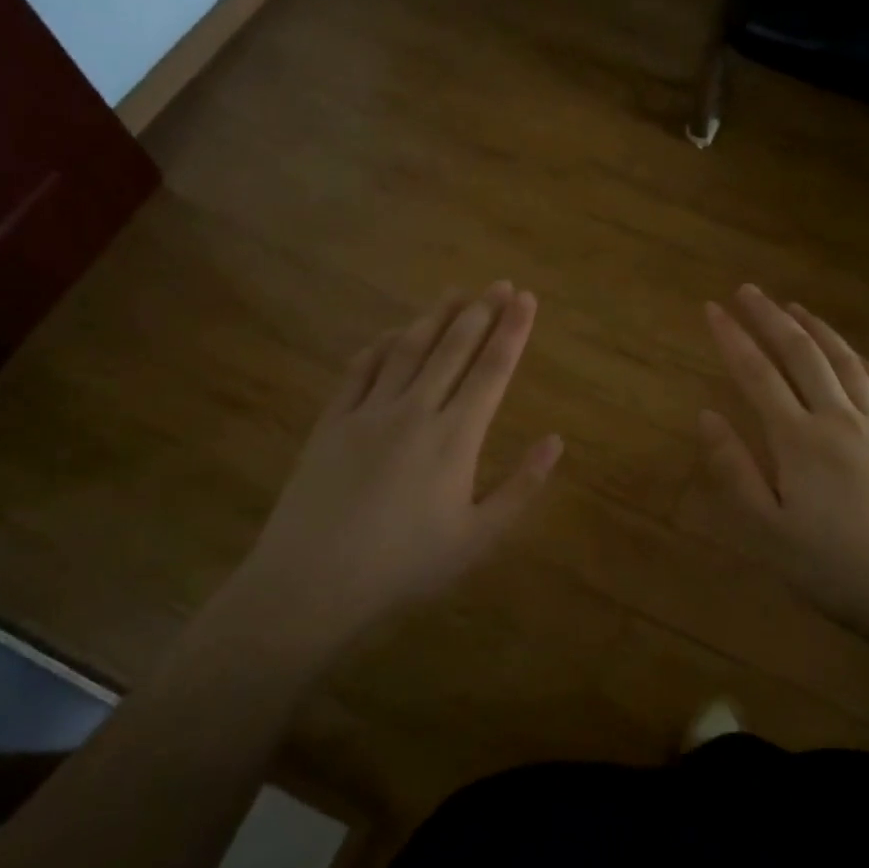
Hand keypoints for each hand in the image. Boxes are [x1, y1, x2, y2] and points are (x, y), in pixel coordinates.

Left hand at [246, 282, 562, 636]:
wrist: (312, 583)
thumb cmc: (405, 566)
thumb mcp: (477, 538)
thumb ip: (521, 487)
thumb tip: (556, 441)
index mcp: (455, 438)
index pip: (492, 370)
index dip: (512, 331)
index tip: (526, 298)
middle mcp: (415, 411)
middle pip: (453, 349)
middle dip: (480, 312)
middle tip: (499, 284)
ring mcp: (368, 412)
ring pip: (408, 350)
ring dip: (434, 317)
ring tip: (455, 292)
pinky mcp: (331, 422)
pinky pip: (360, 370)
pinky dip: (381, 345)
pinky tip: (393, 333)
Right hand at [698, 284, 868, 634]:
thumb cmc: (835, 569)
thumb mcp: (768, 531)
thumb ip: (734, 470)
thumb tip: (706, 415)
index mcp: (799, 440)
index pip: (756, 374)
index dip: (732, 338)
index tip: (711, 308)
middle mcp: (839, 419)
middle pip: (801, 354)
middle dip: (770, 318)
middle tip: (747, 290)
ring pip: (846, 362)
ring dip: (817, 329)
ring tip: (795, 308)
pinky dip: (864, 362)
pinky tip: (857, 356)